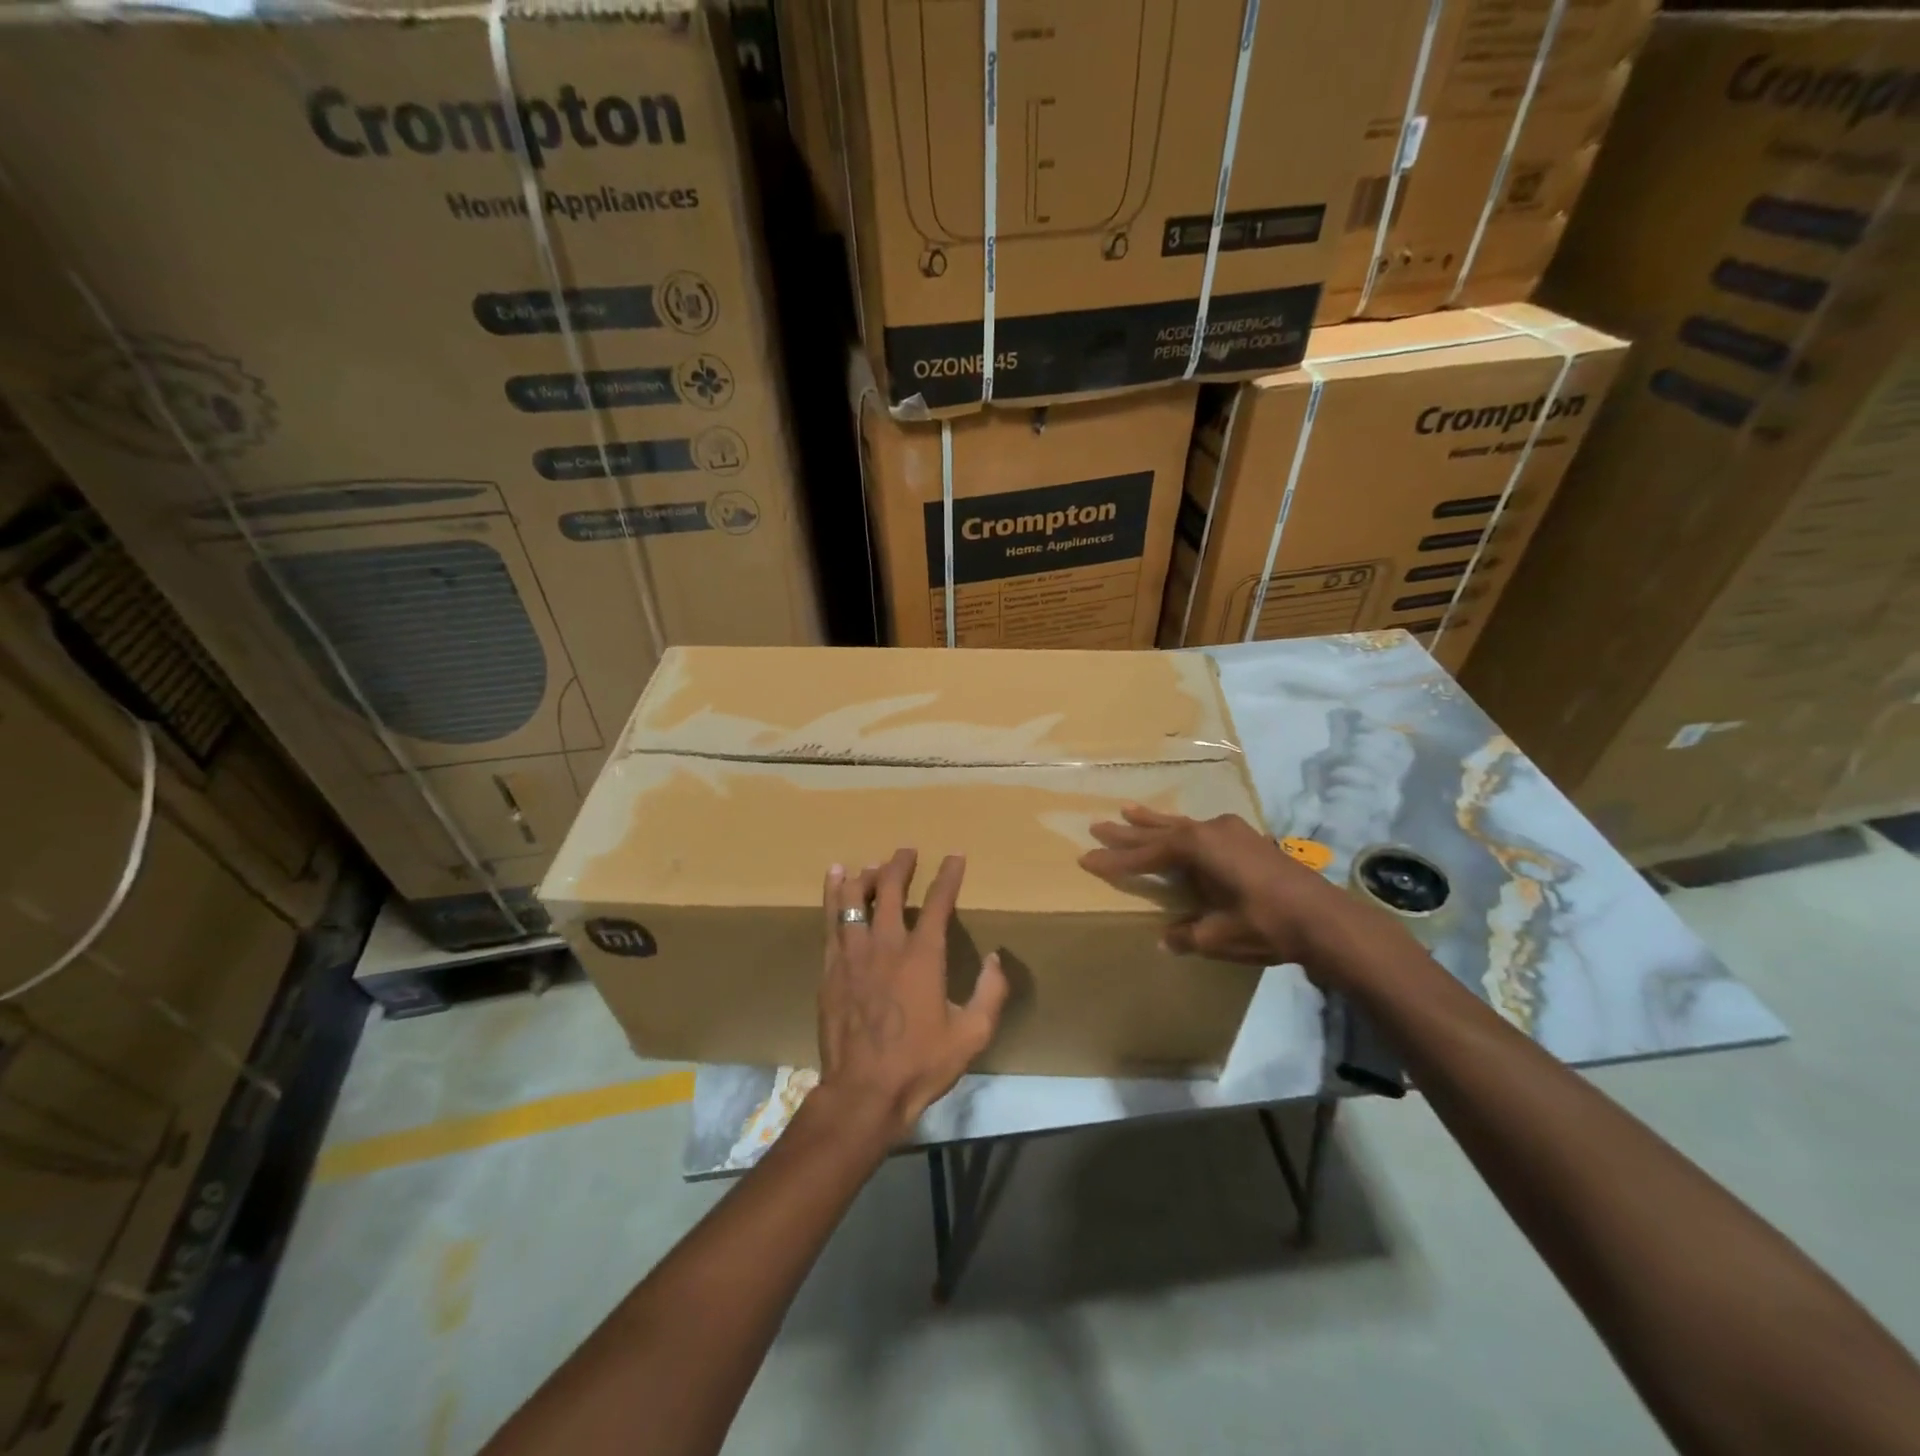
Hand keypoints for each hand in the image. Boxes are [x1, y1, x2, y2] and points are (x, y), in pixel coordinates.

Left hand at [817, 850, 1008, 1142]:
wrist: (863, 1093)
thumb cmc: (920, 1064)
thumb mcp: (972, 1035)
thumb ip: (991, 993)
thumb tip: (996, 958)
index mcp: (922, 956)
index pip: (937, 903)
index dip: (948, 876)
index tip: (955, 856)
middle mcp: (886, 944)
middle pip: (889, 890)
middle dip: (900, 866)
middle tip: (907, 851)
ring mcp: (853, 954)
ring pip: (854, 899)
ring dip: (865, 876)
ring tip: (871, 863)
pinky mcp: (830, 968)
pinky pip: (831, 920)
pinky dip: (834, 895)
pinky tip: (835, 879)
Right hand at [1079, 805, 1376, 968]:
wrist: (1327, 919)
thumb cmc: (1266, 924)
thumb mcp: (1219, 935)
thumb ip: (1188, 934)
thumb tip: (1165, 939)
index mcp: (1198, 847)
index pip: (1147, 854)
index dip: (1116, 859)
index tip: (1087, 858)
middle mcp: (1211, 831)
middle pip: (1160, 831)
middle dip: (1128, 832)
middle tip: (1097, 825)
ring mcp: (1232, 832)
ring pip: (1182, 825)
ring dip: (1154, 823)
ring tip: (1127, 810)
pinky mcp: (1249, 841)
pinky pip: (1202, 831)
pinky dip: (1182, 831)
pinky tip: (1181, 831)